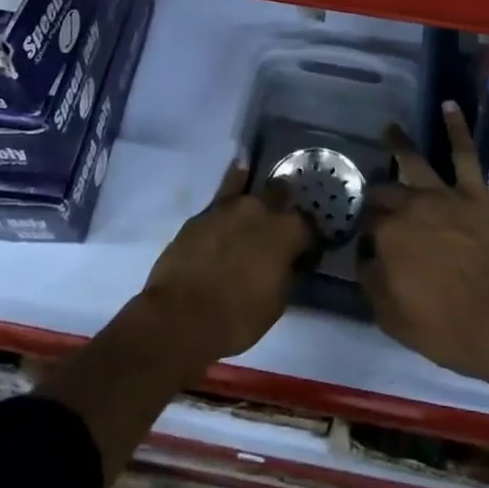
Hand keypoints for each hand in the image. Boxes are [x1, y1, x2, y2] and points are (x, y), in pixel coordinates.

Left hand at [139, 161, 312, 370]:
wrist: (179, 318)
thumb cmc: (236, 319)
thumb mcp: (275, 304)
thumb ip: (285, 274)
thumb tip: (287, 264)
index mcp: (286, 233)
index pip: (309, 227)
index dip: (308, 239)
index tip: (305, 251)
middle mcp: (261, 210)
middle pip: (281, 195)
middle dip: (284, 206)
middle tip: (280, 225)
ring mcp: (230, 207)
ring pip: (251, 188)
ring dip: (258, 197)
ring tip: (261, 198)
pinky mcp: (202, 213)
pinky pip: (225, 190)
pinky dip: (234, 181)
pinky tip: (239, 169)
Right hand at [359, 102, 488, 384]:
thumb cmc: (448, 329)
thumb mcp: (393, 319)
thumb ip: (372, 282)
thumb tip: (365, 256)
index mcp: (387, 237)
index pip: (366, 225)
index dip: (364, 232)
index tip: (365, 240)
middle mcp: (409, 208)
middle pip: (384, 192)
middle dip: (374, 193)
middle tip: (371, 195)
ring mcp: (443, 197)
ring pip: (414, 162)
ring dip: (399, 144)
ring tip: (388, 129)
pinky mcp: (474, 194)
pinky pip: (464, 154)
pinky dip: (456, 128)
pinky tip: (449, 105)